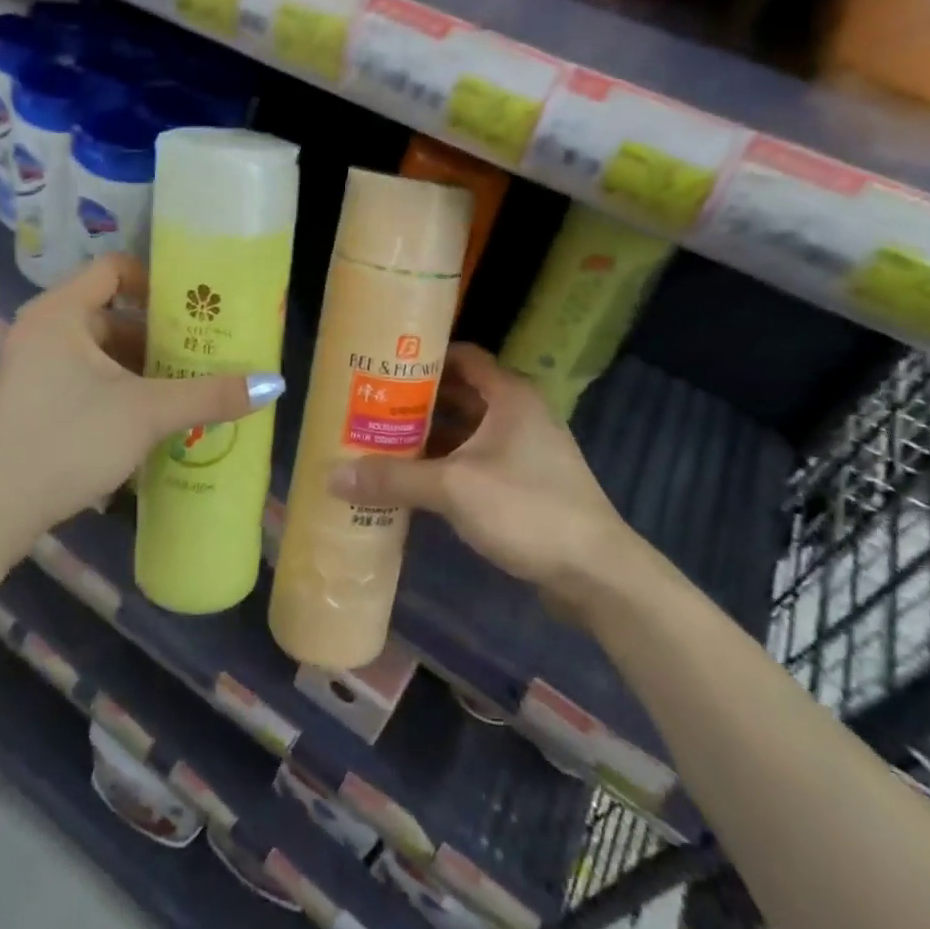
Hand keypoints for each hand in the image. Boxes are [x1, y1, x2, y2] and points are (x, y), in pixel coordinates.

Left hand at [0, 254, 284, 560]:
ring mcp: (27, 369)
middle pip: (110, 314)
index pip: (112, 268)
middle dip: (157, 336)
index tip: (191, 308)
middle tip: (200, 354)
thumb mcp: (145, 414)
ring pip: (96, 353)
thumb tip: (274, 384)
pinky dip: (114, 390)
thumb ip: (209, 395)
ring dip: (138, 369)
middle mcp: (38, 331)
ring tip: (183, 390)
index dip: (155, 281)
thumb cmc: (66, 441)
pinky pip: (80, 379)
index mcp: (58, 313)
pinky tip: (145, 421)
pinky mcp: (25, 403)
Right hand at [331, 344, 645, 611]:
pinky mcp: (525, 483)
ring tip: (381, 440)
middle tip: (370, 406)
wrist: (597, 572)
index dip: (424, 357)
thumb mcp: (454, 488)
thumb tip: (333, 476)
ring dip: (431, 436)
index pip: (462, 356)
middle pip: (461, 394)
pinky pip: (477, 460)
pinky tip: (414, 480)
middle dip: (417, 400)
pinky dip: (447, 464)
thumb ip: (395, 479)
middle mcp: (519, 413)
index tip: (382, 365)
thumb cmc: (528, 509)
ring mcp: (525, 450)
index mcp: (509, 395)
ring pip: (468, 431)